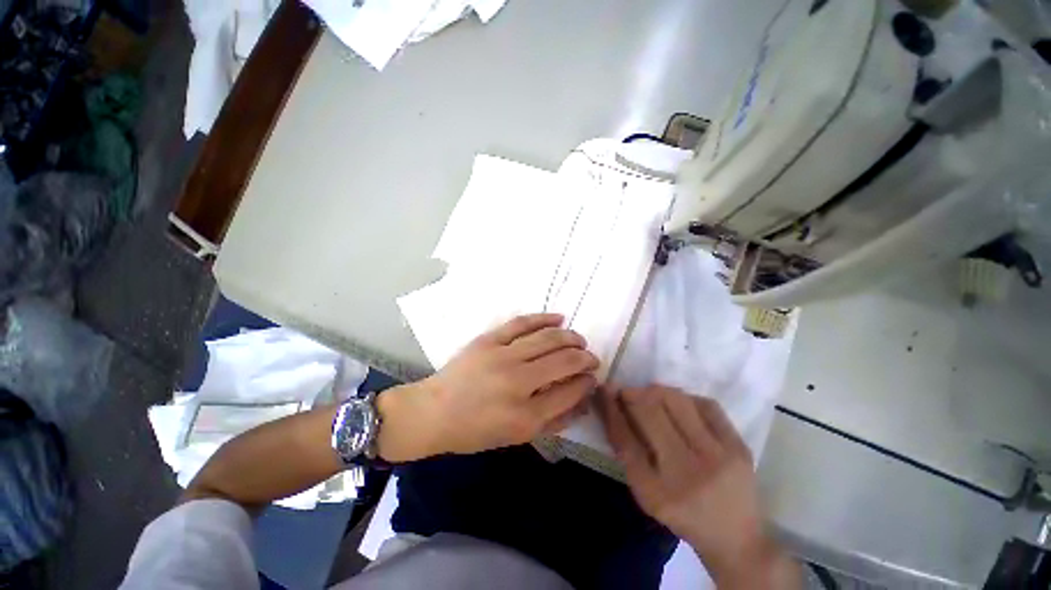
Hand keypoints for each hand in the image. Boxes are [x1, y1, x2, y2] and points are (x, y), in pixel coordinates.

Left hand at [377, 314, 597, 461]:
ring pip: (547, 338)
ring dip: (570, 337)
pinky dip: (544, 318)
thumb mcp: (517, 437)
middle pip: (563, 361)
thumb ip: (554, 420)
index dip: (587, 383)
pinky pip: (522, 323)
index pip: (570, 391)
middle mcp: (518, 383)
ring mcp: (502, 357)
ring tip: (579, 340)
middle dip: (584, 358)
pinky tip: (559, 318)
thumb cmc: (475, 431)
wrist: (433, 412)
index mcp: (525, 416)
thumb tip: (582, 400)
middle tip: (591, 358)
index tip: (592, 378)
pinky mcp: (489, 339)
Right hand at [599, 386, 799, 588]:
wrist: (735, 537)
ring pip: (678, 401)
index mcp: (658, 492)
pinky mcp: (740, 447)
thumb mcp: (645, 491)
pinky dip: (686, 398)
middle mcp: (688, 473)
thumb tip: (612, 404)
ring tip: (651, 396)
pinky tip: (680, 405)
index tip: (604, 389)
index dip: (611, 407)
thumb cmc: (681, 513)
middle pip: (651, 412)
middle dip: (633, 394)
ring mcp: (719, 458)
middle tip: (628, 393)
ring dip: (657, 391)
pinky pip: (707, 404)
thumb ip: (627, 449)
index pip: (625, 437)